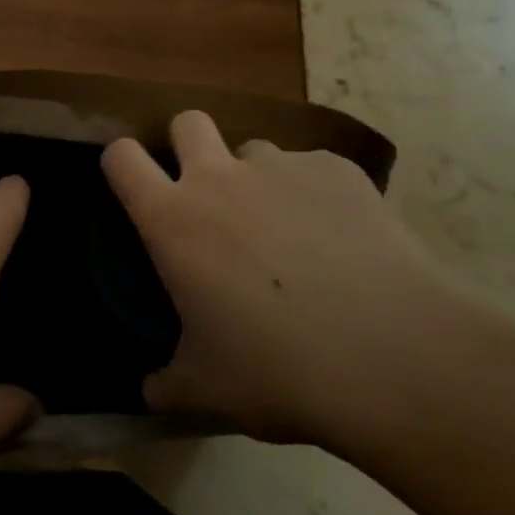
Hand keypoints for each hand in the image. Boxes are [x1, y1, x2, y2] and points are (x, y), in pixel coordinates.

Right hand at [102, 112, 481, 455]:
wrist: (394, 355)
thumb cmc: (280, 371)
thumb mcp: (210, 391)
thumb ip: (169, 385)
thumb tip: (150, 393)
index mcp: (174, 220)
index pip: (121, 158)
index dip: (121, 163)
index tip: (133, 183)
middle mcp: (219, 177)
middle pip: (187, 121)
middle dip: (189, 144)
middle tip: (210, 194)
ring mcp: (281, 166)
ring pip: (256, 149)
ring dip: (260, 179)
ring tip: (292, 234)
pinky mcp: (338, 170)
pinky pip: (315, 169)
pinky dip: (319, 196)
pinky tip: (348, 243)